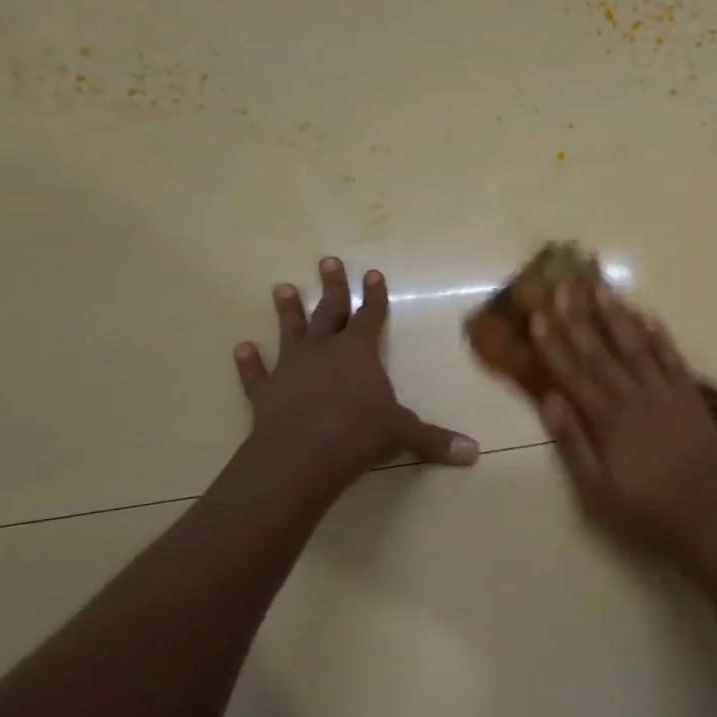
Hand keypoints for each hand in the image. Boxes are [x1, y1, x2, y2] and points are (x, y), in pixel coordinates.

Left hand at [231, 257, 478, 495]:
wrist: (302, 455)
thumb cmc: (359, 434)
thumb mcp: (405, 435)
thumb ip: (436, 441)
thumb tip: (475, 454)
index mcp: (359, 352)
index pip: (371, 316)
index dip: (374, 295)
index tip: (372, 274)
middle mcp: (324, 350)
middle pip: (329, 311)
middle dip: (331, 287)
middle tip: (328, 261)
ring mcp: (291, 368)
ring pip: (290, 331)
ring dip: (287, 311)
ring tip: (281, 288)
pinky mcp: (265, 392)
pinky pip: (256, 373)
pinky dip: (249, 362)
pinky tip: (241, 349)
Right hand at [532, 284, 716, 565]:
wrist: (712, 521)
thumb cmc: (647, 513)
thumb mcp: (598, 492)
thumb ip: (574, 444)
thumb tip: (549, 399)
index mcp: (609, 421)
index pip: (574, 373)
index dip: (554, 344)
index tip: (539, 315)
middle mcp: (636, 398)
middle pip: (602, 351)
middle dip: (580, 317)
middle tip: (564, 284)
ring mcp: (667, 393)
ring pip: (636, 345)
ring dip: (616, 315)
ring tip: (600, 287)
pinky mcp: (691, 396)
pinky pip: (672, 357)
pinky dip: (658, 334)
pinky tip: (645, 314)